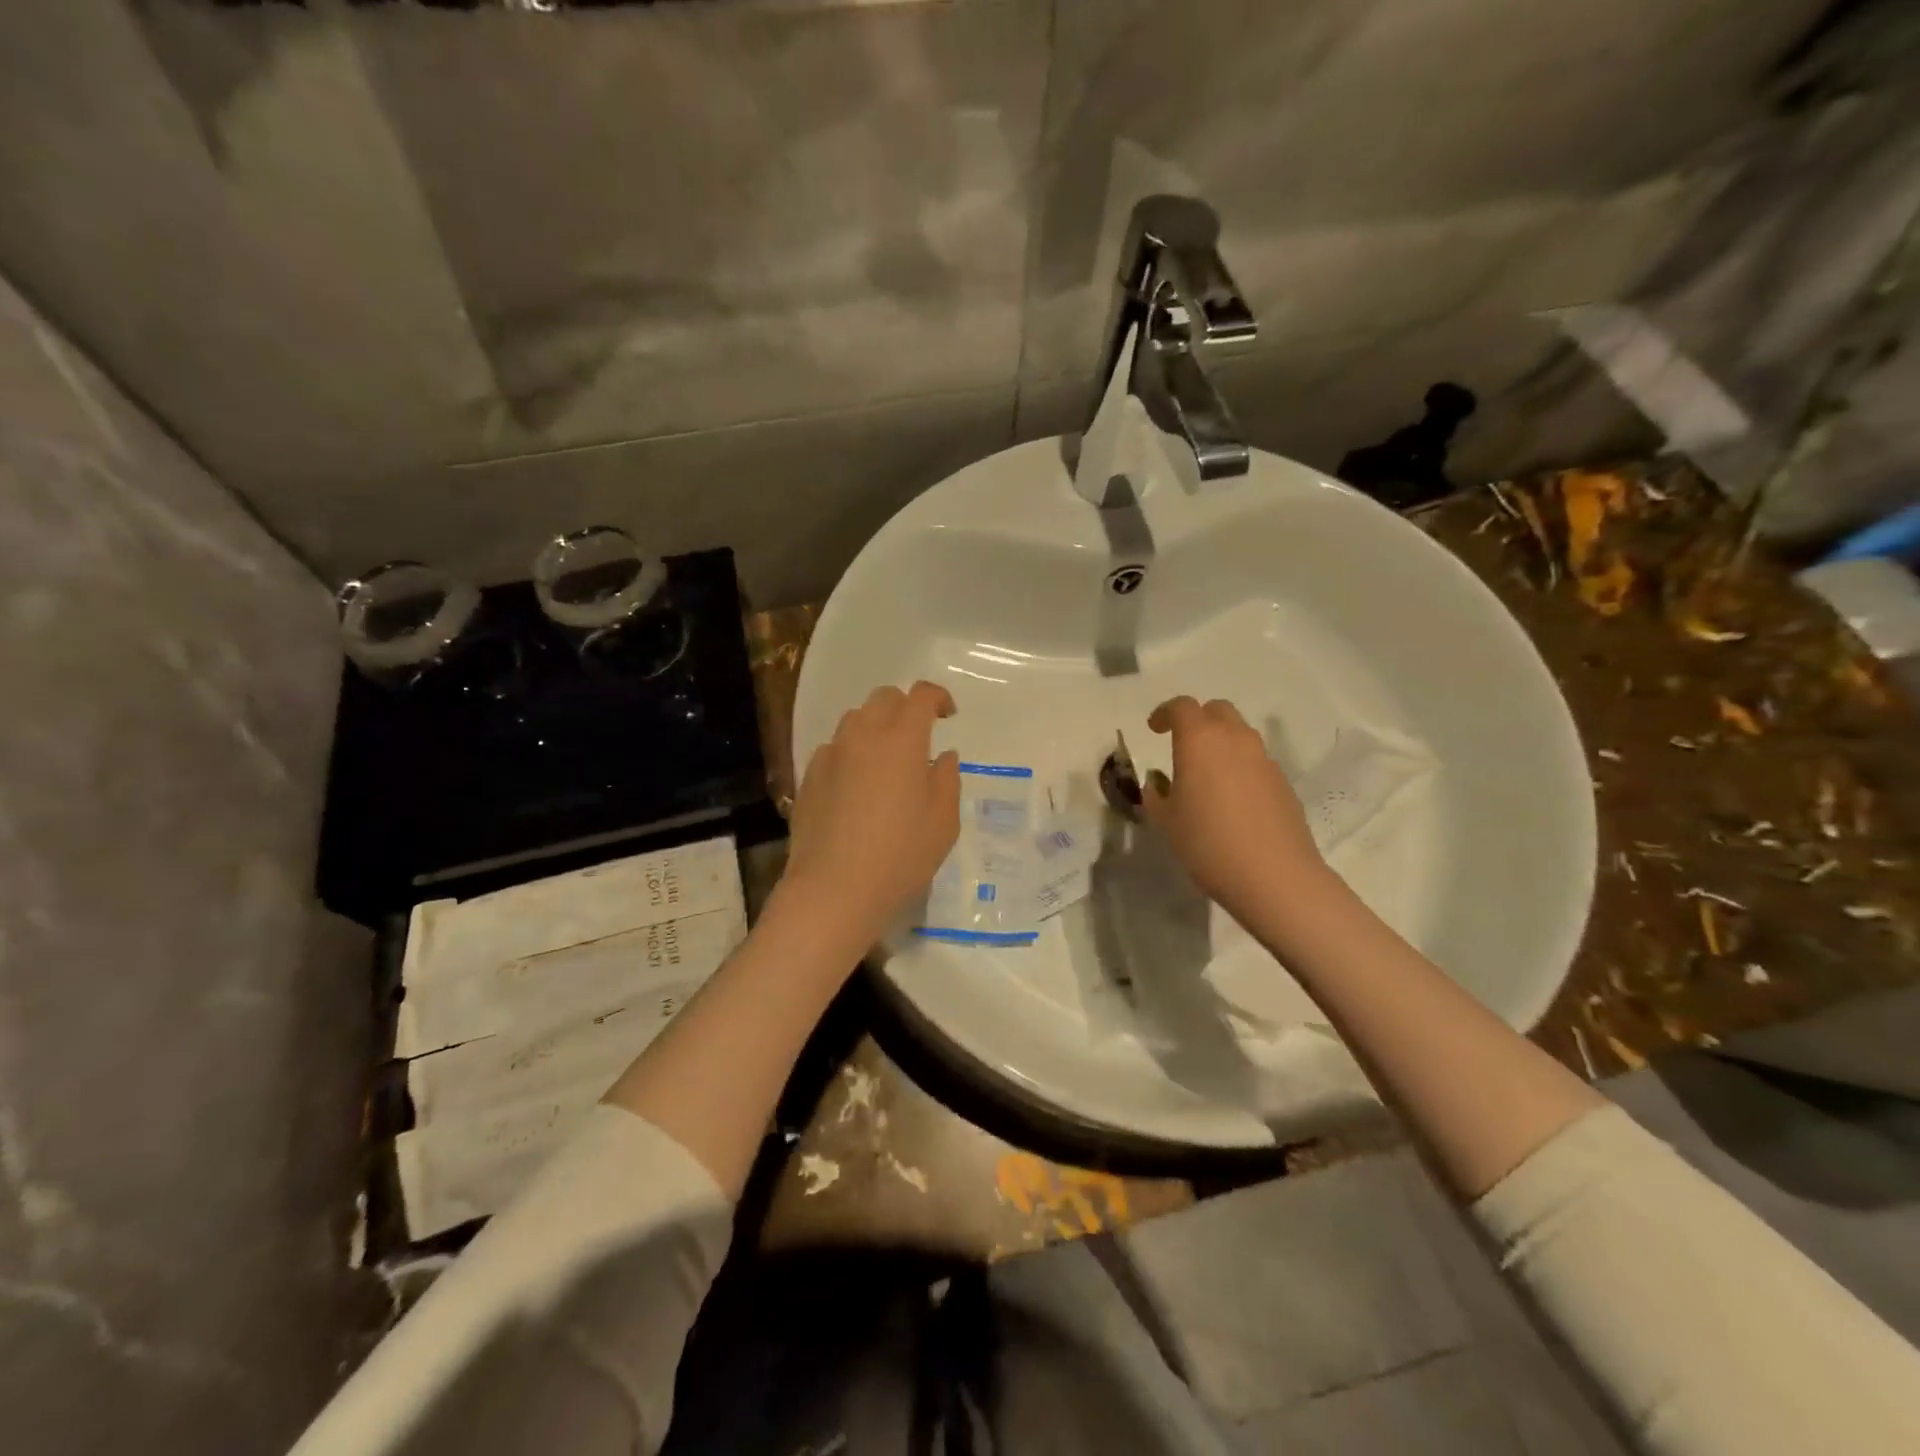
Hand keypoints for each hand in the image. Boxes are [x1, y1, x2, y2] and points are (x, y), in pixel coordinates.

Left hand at [779, 681, 960, 954]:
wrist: (834, 889)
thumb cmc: (900, 855)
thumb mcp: (944, 821)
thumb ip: (948, 779)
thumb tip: (943, 756)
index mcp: (902, 739)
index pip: (921, 696)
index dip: (938, 698)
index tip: (948, 715)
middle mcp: (863, 735)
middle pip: (884, 698)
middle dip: (905, 708)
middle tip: (919, 737)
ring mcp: (831, 753)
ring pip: (855, 720)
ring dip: (876, 727)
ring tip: (887, 761)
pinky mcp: (809, 776)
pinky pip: (835, 748)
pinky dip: (852, 753)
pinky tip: (857, 786)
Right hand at [1141, 696, 1332, 933]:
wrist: (1274, 876)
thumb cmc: (1208, 844)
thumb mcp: (1166, 822)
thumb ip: (1156, 795)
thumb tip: (1157, 783)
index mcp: (1200, 741)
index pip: (1181, 707)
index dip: (1164, 713)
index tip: (1153, 729)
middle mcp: (1235, 739)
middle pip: (1217, 710)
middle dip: (1197, 720)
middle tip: (1181, 744)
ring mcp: (1264, 759)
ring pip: (1240, 734)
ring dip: (1220, 742)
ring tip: (1206, 774)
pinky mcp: (1283, 782)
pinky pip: (1255, 761)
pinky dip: (1239, 766)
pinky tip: (1231, 800)